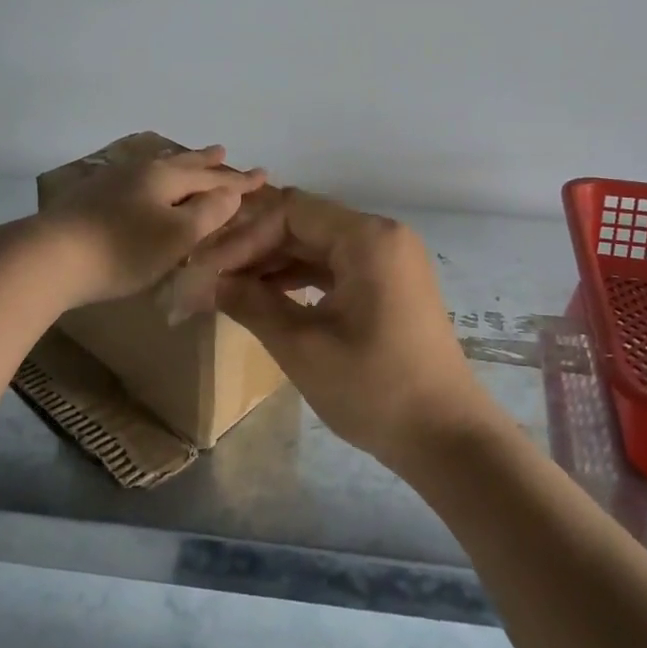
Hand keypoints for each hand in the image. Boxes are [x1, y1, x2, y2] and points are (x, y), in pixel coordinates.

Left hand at [34, 145, 266, 309]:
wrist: (47, 257)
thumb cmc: (121, 250)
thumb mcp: (175, 236)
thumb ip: (207, 213)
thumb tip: (231, 192)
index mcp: (165, 178)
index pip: (212, 177)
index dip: (239, 180)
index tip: (264, 174)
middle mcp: (141, 171)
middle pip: (181, 164)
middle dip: (205, 161)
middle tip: (223, 150)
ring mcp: (112, 182)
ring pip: (155, 168)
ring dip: (177, 165)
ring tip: (187, 160)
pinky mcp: (91, 198)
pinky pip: (136, 180)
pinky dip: (153, 179)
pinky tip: (142, 185)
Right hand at [199, 188, 494, 471]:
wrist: (446, 437)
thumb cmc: (374, 389)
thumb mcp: (302, 346)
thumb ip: (250, 303)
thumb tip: (199, 282)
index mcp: (367, 237)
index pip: (290, 211)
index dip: (243, 237)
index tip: (205, 270)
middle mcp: (381, 235)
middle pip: (303, 223)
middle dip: (254, 249)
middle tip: (209, 280)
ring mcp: (389, 258)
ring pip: (317, 244)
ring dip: (273, 264)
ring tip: (228, 290)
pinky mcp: (389, 283)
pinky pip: (336, 266)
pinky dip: (300, 278)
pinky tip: (265, 297)